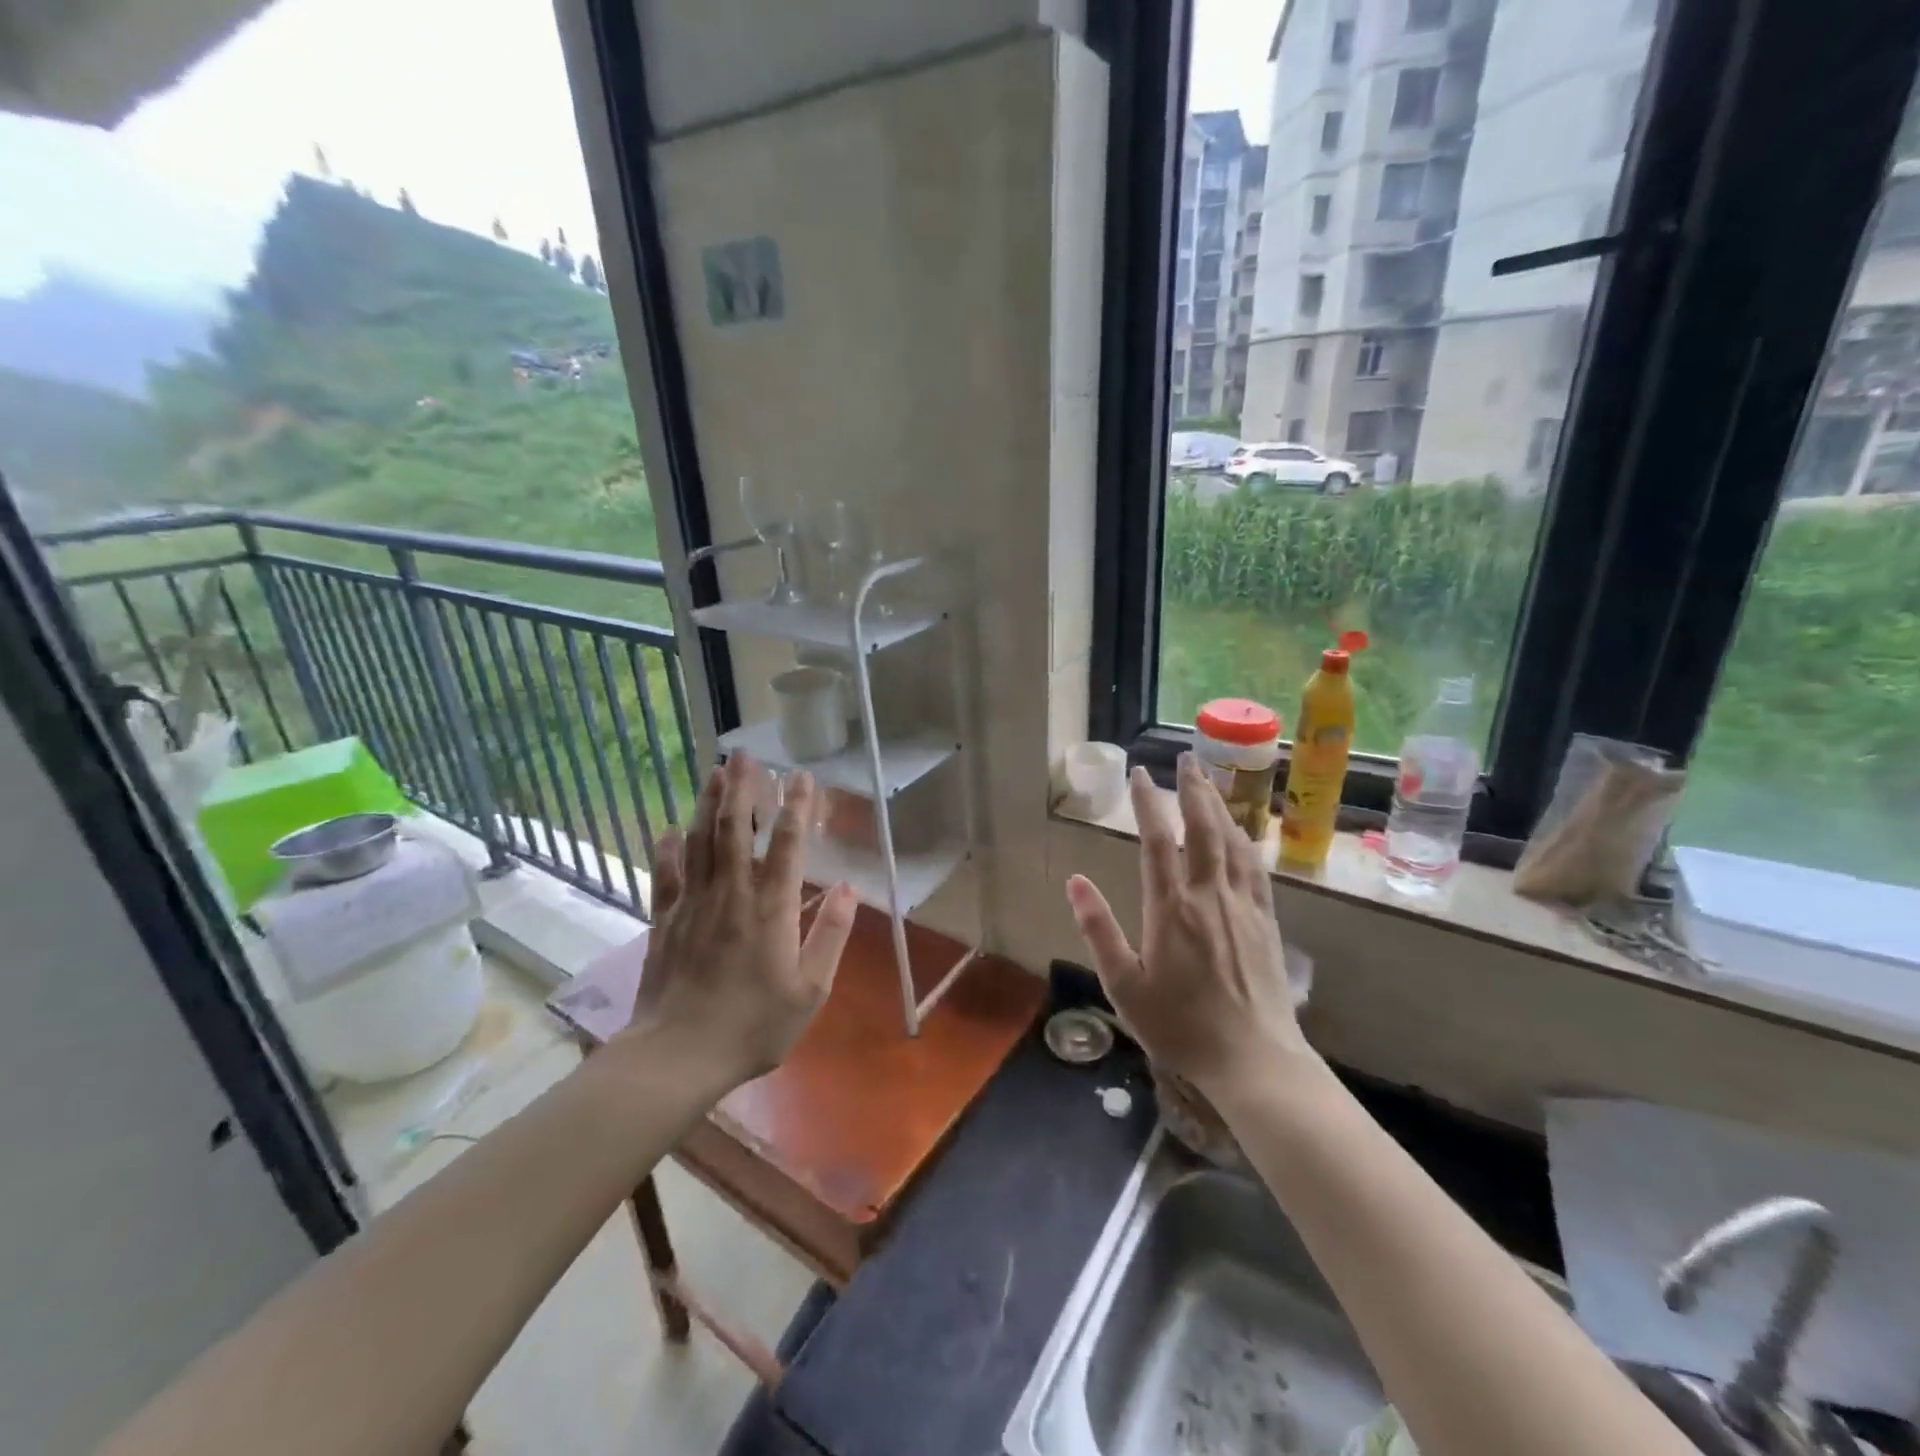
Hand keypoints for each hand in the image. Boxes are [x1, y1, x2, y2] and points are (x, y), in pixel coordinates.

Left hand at [621, 753, 857, 1088]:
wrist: (678, 1056)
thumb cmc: (753, 1025)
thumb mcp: (811, 990)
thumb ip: (831, 934)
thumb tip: (850, 888)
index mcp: (771, 908)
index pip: (787, 844)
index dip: (797, 807)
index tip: (802, 776)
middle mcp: (732, 894)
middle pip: (734, 829)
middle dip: (742, 788)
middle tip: (744, 755)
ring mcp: (693, 904)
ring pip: (699, 842)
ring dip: (708, 804)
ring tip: (715, 772)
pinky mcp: (664, 921)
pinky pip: (665, 876)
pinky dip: (666, 850)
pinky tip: (666, 829)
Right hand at [1065, 755, 1311, 1098]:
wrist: (1254, 1060)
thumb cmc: (1180, 1026)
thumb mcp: (1125, 985)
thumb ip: (1099, 930)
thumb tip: (1075, 881)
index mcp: (1170, 908)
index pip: (1157, 841)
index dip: (1148, 802)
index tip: (1140, 774)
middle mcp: (1209, 895)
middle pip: (1202, 828)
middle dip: (1192, 788)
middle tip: (1184, 757)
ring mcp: (1243, 905)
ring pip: (1232, 841)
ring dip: (1219, 805)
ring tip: (1209, 780)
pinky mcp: (1266, 920)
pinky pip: (1255, 866)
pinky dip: (1245, 839)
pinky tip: (1241, 831)